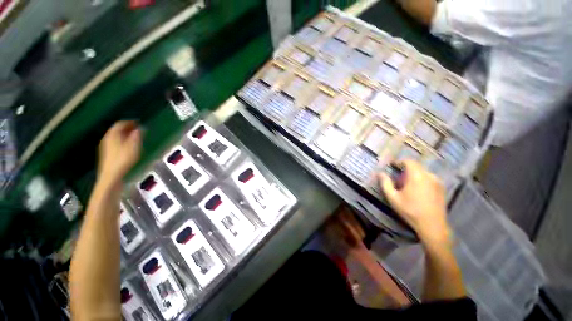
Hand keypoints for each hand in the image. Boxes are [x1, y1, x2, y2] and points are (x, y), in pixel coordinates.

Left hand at [98, 121, 141, 185]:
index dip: (130, 122)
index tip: (139, 122)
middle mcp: (107, 138)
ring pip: (116, 136)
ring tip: (135, 137)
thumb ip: (137, 137)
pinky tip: (128, 146)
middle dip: (127, 128)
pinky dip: (122, 140)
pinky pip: (115, 142)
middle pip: (117, 129)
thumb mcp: (134, 147)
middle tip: (138, 129)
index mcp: (113, 135)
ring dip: (125, 134)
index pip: (120, 124)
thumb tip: (140, 128)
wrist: (111, 175)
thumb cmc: (123, 160)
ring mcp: (106, 146)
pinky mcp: (107, 153)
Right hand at [378, 160, 449, 243]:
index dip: (399, 161)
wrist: (432, 226)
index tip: (392, 165)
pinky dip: (421, 179)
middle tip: (397, 176)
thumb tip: (380, 173)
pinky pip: (429, 178)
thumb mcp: (393, 198)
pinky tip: (417, 190)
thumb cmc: (410, 211)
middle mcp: (429, 176)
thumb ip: (385, 183)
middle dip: (406, 168)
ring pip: (423, 172)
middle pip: (416, 166)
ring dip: (414, 174)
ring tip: (407, 184)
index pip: (409, 161)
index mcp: (417, 176)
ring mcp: (437, 182)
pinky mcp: (442, 189)